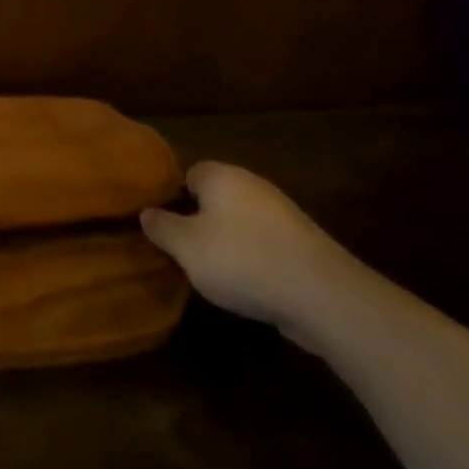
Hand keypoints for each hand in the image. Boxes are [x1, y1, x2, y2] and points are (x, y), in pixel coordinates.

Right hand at [140, 161, 364, 344]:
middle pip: (214, 198)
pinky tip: (245, 284)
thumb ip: (162, 227)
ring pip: (239, 222)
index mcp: (221, 176)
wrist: (321, 294)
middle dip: (198, 221)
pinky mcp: (301, 244)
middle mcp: (252, 185)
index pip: (188, 174)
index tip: (160, 224)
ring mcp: (281, 214)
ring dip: (226, 243)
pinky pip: (263, 244)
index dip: (172, 197)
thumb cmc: (241, 259)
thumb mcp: (186, 247)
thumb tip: (147, 212)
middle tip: (180, 250)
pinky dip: (252, 259)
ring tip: (210, 272)